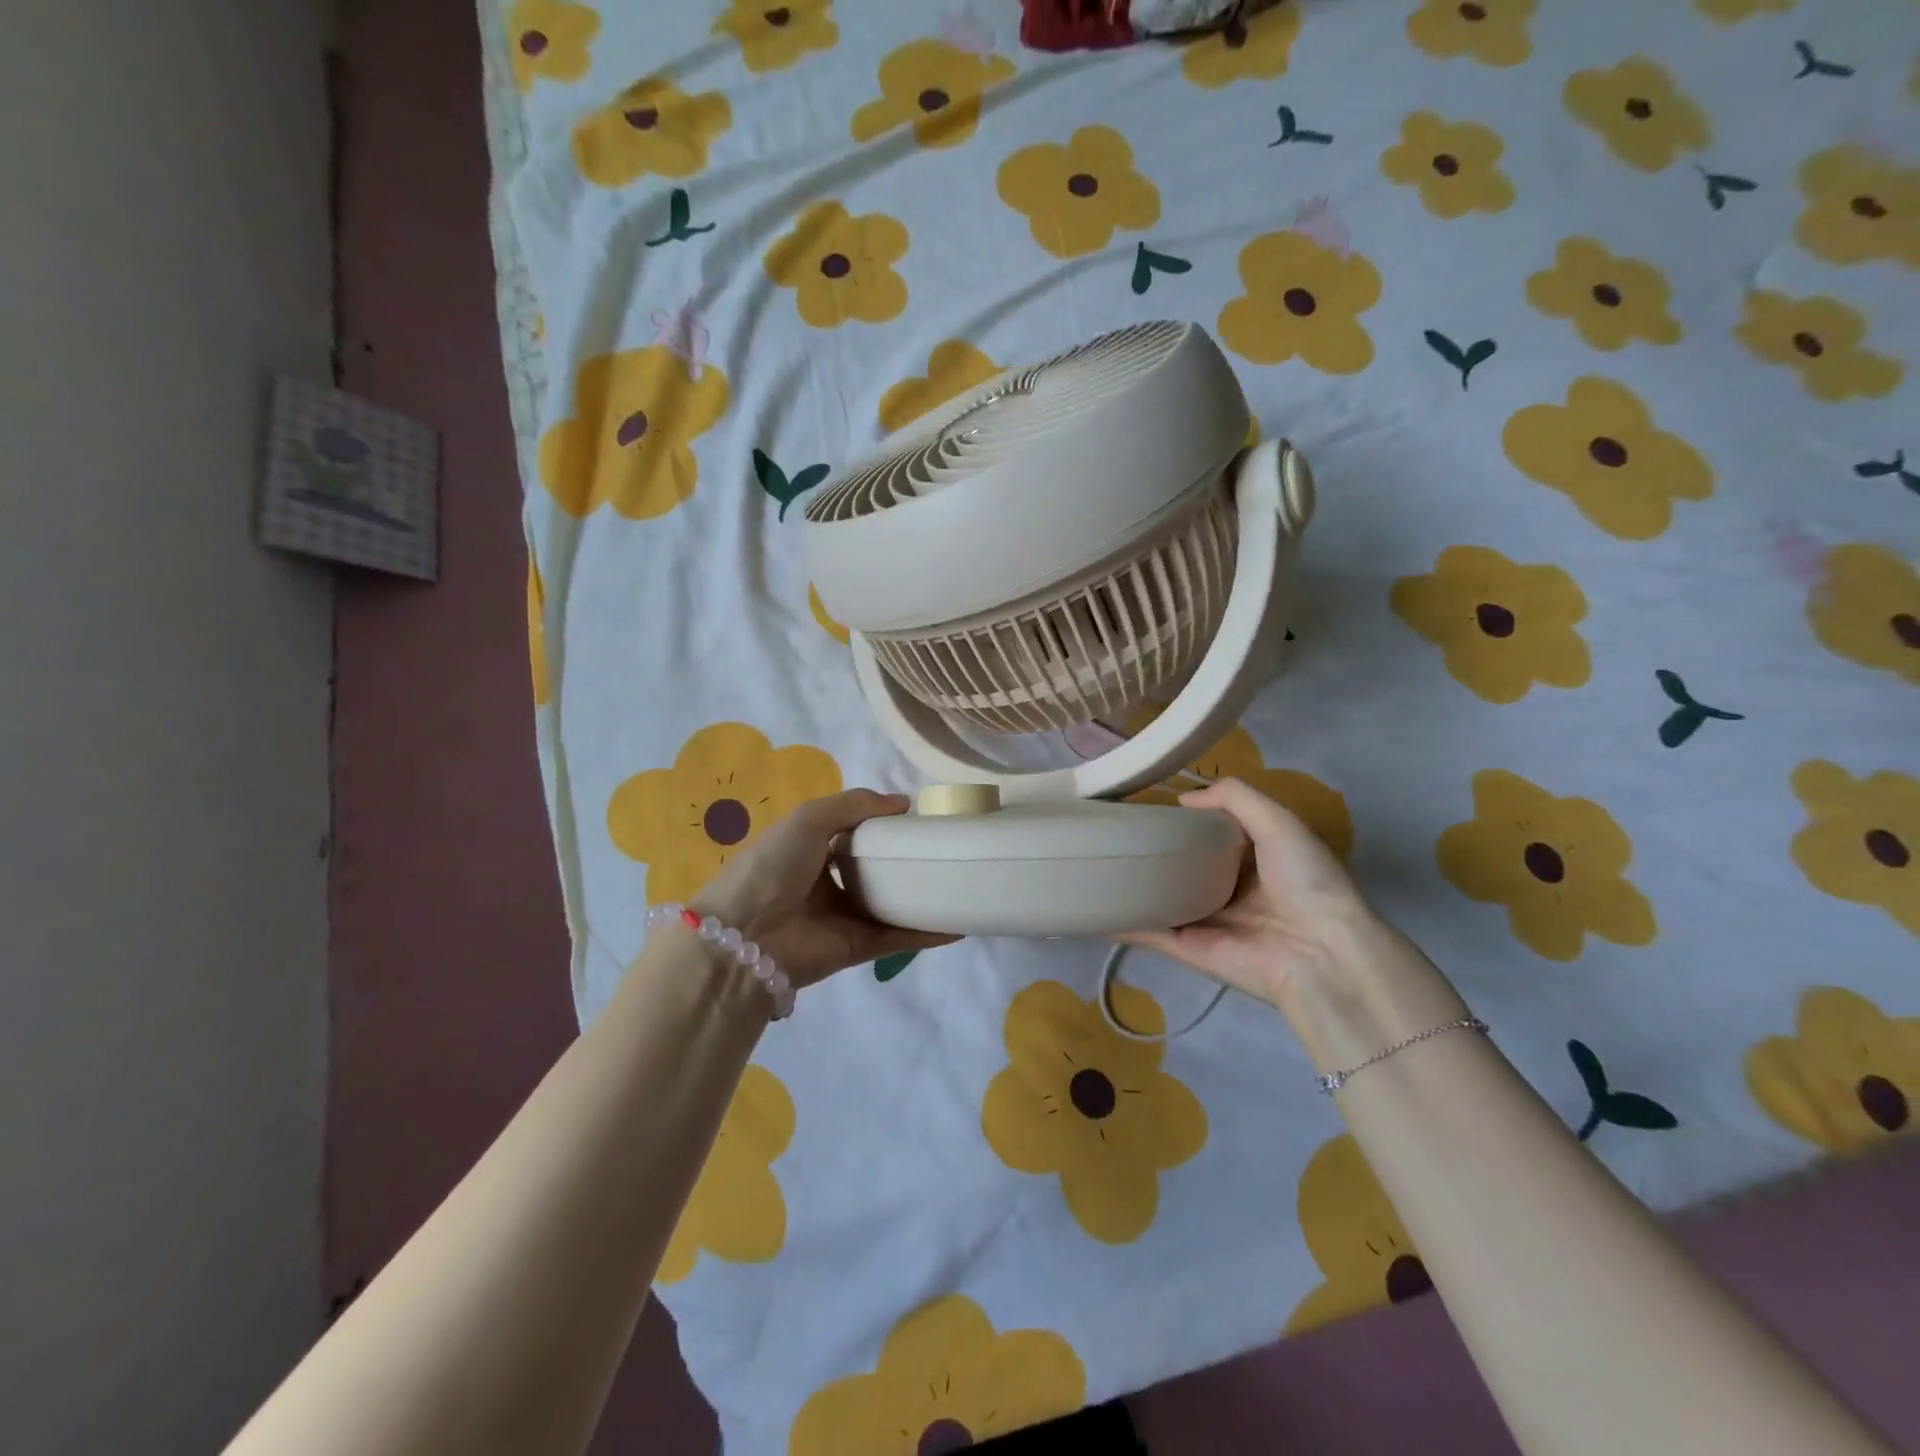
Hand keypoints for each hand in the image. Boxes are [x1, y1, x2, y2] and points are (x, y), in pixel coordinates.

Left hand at [691, 789, 956, 986]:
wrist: (745, 937)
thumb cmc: (772, 866)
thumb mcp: (809, 818)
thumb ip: (855, 804)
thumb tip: (903, 802)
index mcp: (810, 849)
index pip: (854, 833)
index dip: (883, 824)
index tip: (919, 817)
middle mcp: (827, 882)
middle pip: (875, 869)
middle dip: (906, 860)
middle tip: (946, 847)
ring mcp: (843, 916)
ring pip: (891, 904)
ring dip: (922, 896)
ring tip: (960, 881)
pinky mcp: (857, 948)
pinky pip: (898, 937)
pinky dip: (927, 933)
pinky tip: (960, 924)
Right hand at [1118, 778, 1386, 1013]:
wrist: (1322, 953)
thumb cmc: (1306, 881)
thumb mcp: (1279, 821)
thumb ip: (1235, 798)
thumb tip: (1182, 799)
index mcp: (1253, 860)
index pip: (1209, 835)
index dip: (1181, 820)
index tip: (1145, 804)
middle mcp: (1228, 890)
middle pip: (1181, 868)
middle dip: (1151, 852)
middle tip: (1110, 830)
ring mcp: (1206, 922)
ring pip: (1160, 900)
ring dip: (1132, 887)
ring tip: (1091, 863)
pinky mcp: (1190, 949)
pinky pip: (1150, 933)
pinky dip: (1123, 923)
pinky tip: (1093, 907)